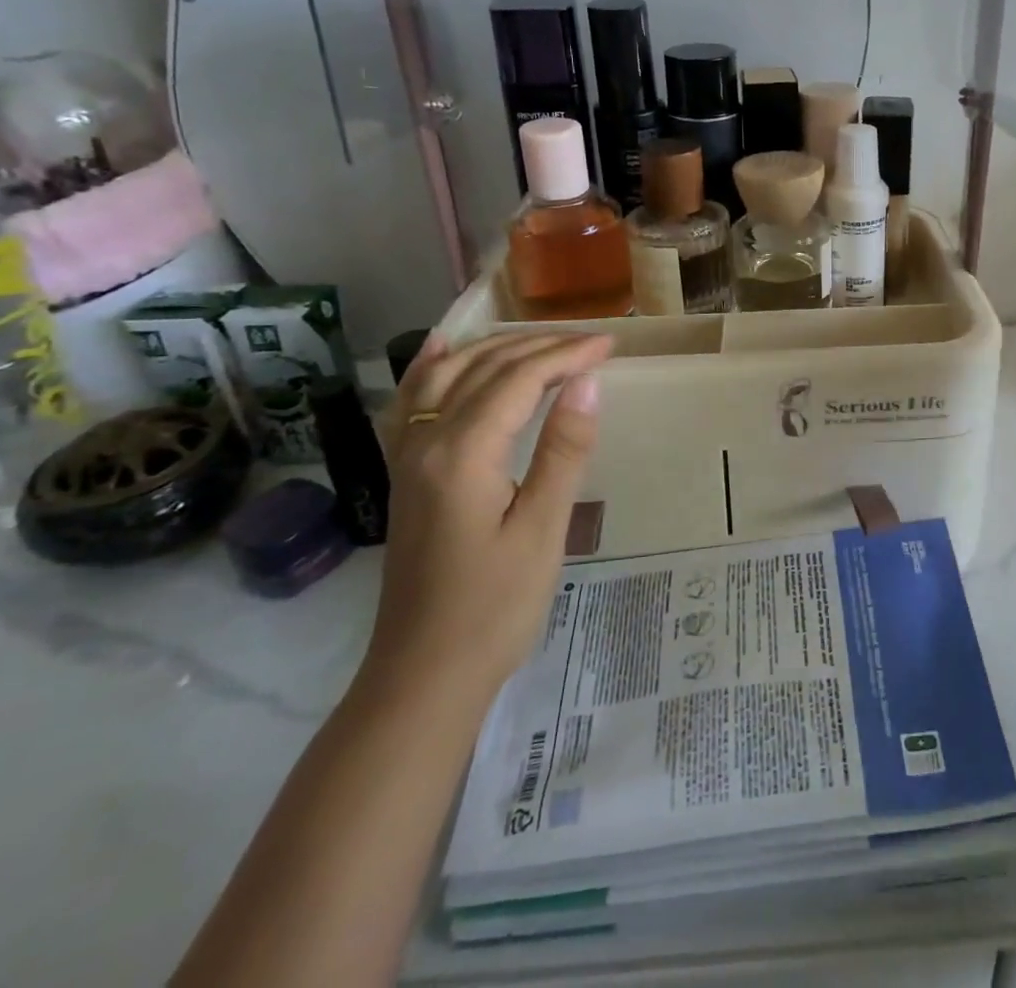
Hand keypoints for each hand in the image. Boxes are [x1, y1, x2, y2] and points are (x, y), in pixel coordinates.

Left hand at [361, 331, 612, 704]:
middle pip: (483, 369)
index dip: (566, 355)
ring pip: (447, 376)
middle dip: (540, 347)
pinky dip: (433, 367)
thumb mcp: (543, 529)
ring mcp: (408, 456)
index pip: (518, 380)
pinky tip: (444, 349)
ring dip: (496, 349)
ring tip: (541, 341)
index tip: (610, 345)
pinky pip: (414, 401)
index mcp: (462, 453)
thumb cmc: (494, 607)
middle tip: (591, 344)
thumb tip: (587, 382)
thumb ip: (564, 449)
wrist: (424, 675)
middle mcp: (426, 441)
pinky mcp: (406, 473)